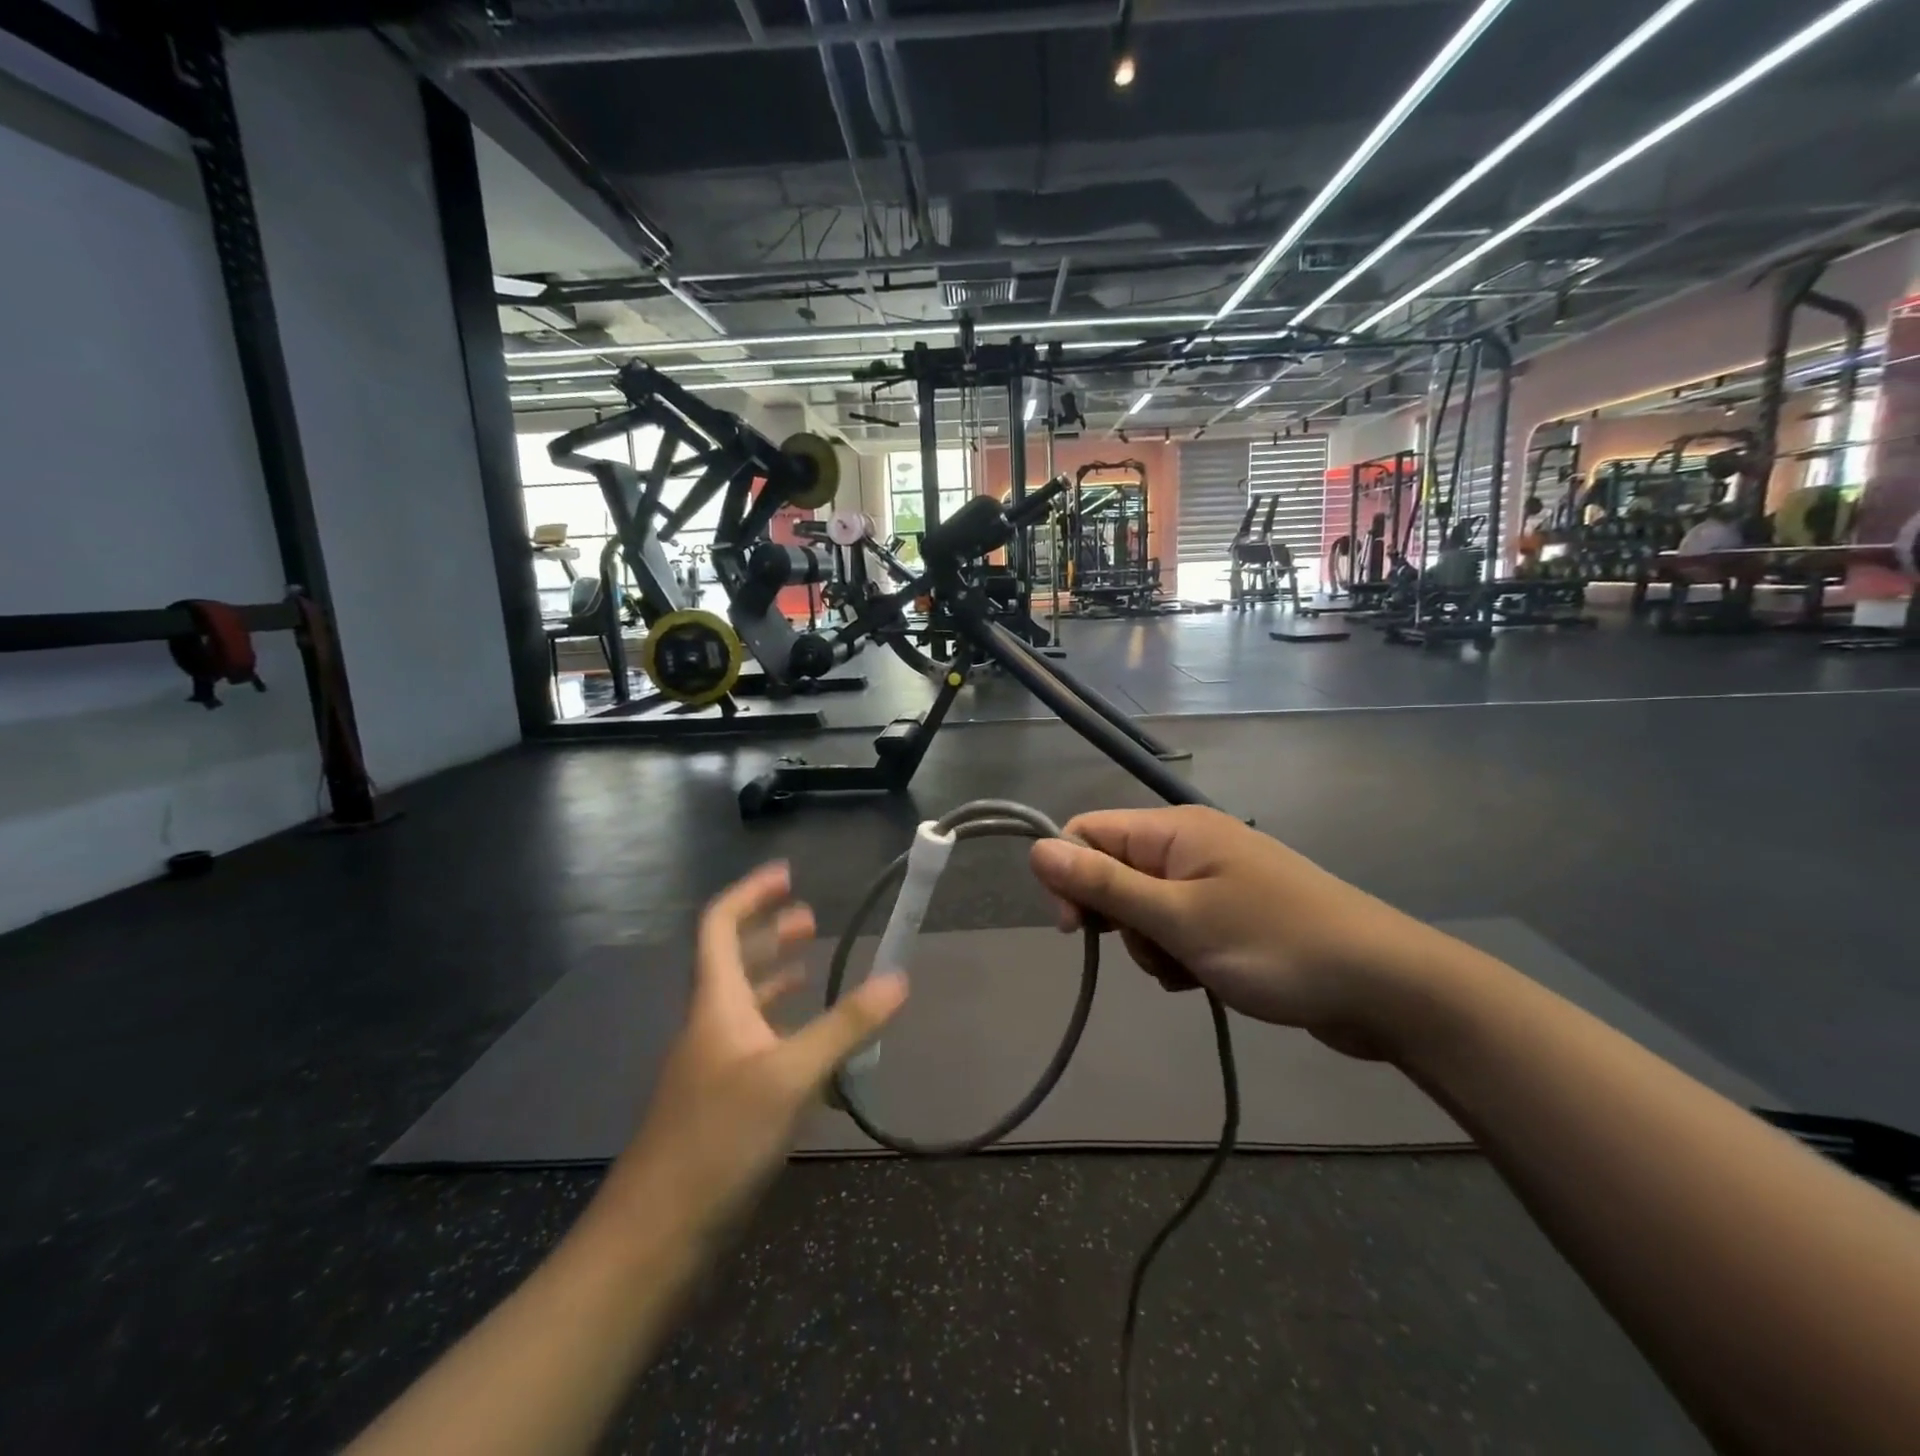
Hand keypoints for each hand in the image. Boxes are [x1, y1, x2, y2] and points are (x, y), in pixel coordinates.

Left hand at [602, 862, 907, 1237]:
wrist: (654, 1238)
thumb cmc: (718, 1139)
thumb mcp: (790, 1076)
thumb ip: (845, 1026)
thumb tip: (899, 979)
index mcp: (715, 1003)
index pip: (720, 926)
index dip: (750, 893)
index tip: (787, 875)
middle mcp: (710, 1025)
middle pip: (733, 961)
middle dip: (770, 934)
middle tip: (810, 921)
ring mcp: (712, 1067)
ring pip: (744, 1005)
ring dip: (774, 978)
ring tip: (811, 967)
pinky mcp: (720, 1104)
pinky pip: (754, 1045)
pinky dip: (781, 1029)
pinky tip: (811, 1047)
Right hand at [1029, 808, 1428, 1058]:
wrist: (1385, 987)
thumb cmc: (1275, 946)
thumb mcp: (1179, 919)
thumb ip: (1104, 885)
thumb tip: (1036, 849)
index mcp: (1175, 829)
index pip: (1088, 832)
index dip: (1069, 877)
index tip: (1079, 930)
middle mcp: (1190, 845)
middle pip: (1113, 872)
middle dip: (1118, 919)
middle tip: (1153, 952)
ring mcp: (1213, 879)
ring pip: (1143, 908)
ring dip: (1150, 946)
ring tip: (1189, 971)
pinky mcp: (1231, 913)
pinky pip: (1177, 928)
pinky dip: (1178, 955)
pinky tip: (1205, 979)